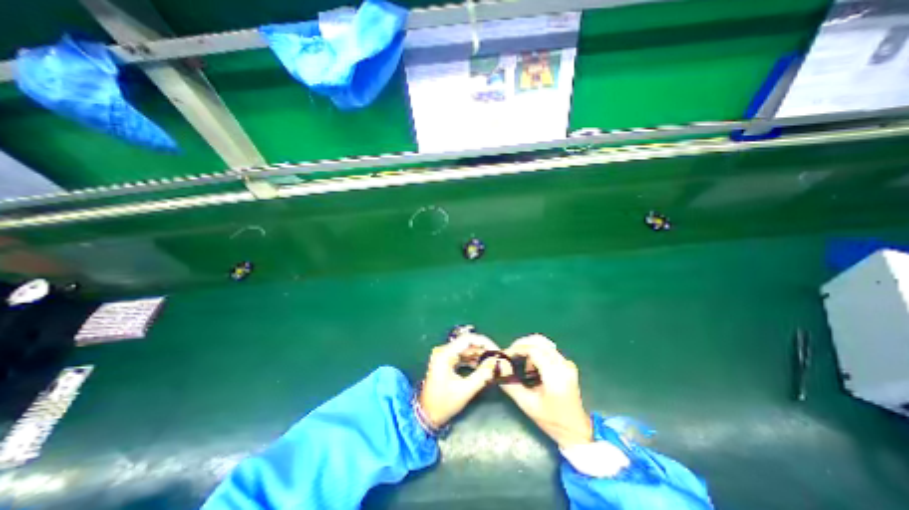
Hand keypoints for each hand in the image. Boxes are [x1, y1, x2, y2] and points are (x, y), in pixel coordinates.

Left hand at [416, 333, 495, 427]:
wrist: (427, 415)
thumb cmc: (444, 404)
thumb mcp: (465, 390)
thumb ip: (482, 375)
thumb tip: (495, 362)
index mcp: (445, 354)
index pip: (468, 339)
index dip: (483, 342)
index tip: (496, 350)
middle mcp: (443, 350)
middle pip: (467, 343)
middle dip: (482, 349)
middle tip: (496, 357)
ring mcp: (444, 356)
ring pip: (465, 349)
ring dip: (478, 354)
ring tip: (491, 362)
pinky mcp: (446, 361)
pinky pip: (462, 356)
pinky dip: (472, 360)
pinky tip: (482, 366)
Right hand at [496, 337, 598, 447]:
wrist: (576, 430)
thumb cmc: (552, 420)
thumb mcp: (528, 405)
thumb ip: (511, 385)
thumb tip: (499, 368)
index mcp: (555, 375)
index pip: (534, 350)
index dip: (517, 348)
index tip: (505, 354)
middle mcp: (563, 364)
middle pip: (539, 341)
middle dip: (521, 344)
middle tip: (510, 355)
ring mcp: (567, 363)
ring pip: (544, 343)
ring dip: (529, 348)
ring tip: (522, 364)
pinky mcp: (567, 364)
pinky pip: (549, 349)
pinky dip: (537, 352)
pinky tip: (532, 366)